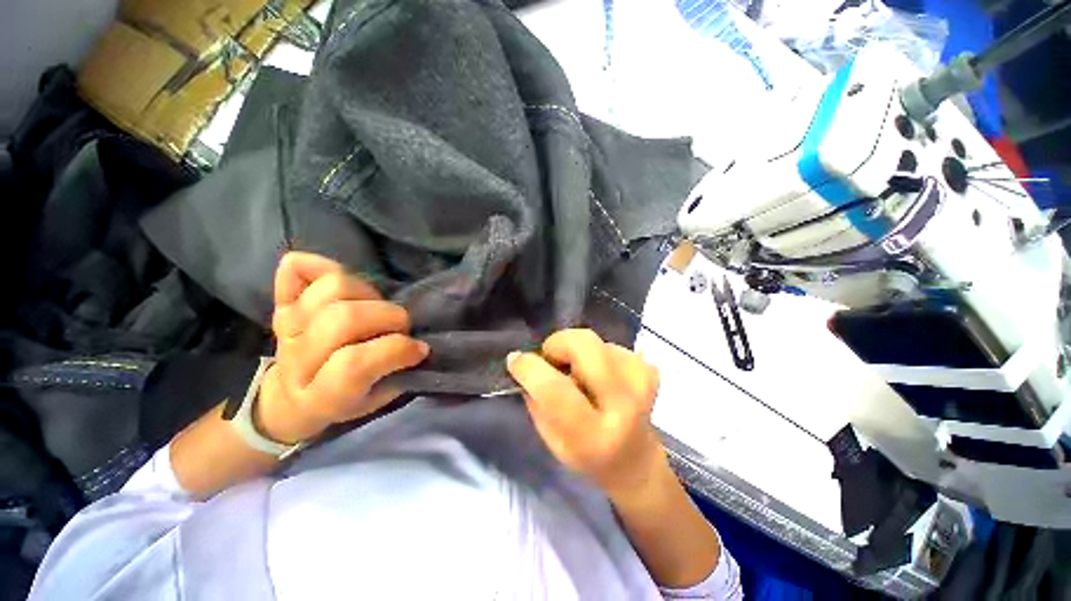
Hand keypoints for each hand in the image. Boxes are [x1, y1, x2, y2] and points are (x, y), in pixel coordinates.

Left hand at [259, 252, 429, 443]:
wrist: (292, 398)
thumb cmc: (346, 400)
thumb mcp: (376, 401)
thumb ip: (397, 374)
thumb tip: (419, 344)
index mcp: (321, 396)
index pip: (354, 365)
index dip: (395, 350)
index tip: (418, 349)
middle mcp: (298, 359)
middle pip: (344, 318)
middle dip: (388, 318)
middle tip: (400, 327)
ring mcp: (287, 327)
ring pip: (332, 289)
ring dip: (367, 293)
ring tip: (376, 306)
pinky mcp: (282, 304)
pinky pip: (296, 269)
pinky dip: (319, 266)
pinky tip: (337, 284)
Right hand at [505, 329, 665, 499]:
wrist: (635, 461)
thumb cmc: (586, 455)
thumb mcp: (551, 441)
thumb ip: (536, 401)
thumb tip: (524, 362)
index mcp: (593, 436)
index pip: (555, 390)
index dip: (530, 368)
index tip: (515, 360)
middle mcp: (624, 405)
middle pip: (584, 345)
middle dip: (558, 344)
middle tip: (552, 360)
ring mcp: (641, 381)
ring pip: (594, 341)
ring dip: (577, 352)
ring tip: (580, 375)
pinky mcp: (648, 368)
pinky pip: (609, 344)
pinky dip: (596, 355)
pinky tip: (600, 376)